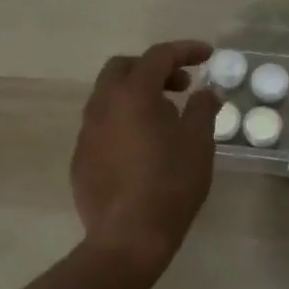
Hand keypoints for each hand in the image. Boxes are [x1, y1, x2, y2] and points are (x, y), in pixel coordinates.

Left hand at [71, 40, 220, 276]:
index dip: (185, 50)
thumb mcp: (198, 143)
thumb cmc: (170, 184)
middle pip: (123, 68)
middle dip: (154, 68)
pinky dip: (124, 120)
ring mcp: (86, 133)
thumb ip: (202, 109)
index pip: (158, 56)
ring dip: (137, 94)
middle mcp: (102, 105)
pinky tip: (143, 147)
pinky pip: (102, 125)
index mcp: (133, 95)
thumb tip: (206, 92)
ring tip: (165, 116)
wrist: (128, 238)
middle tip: (181, 85)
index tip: (208, 55)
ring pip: (108, 96)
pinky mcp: (80, 158)